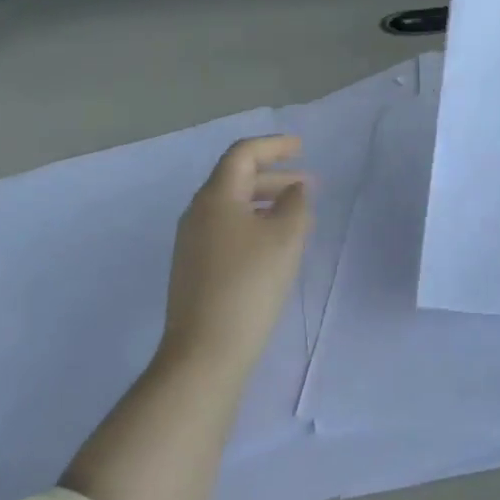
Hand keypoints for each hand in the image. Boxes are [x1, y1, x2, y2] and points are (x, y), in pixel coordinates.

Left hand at [162, 136, 311, 377]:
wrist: (205, 354)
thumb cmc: (249, 285)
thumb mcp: (285, 238)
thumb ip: (296, 203)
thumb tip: (295, 189)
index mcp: (216, 197)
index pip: (243, 154)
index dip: (274, 145)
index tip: (301, 147)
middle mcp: (198, 212)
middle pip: (237, 178)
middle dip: (274, 176)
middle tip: (308, 185)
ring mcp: (192, 242)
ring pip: (233, 206)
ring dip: (265, 202)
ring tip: (297, 215)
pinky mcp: (193, 269)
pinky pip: (227, 229)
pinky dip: (253, 224)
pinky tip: (273, 245)